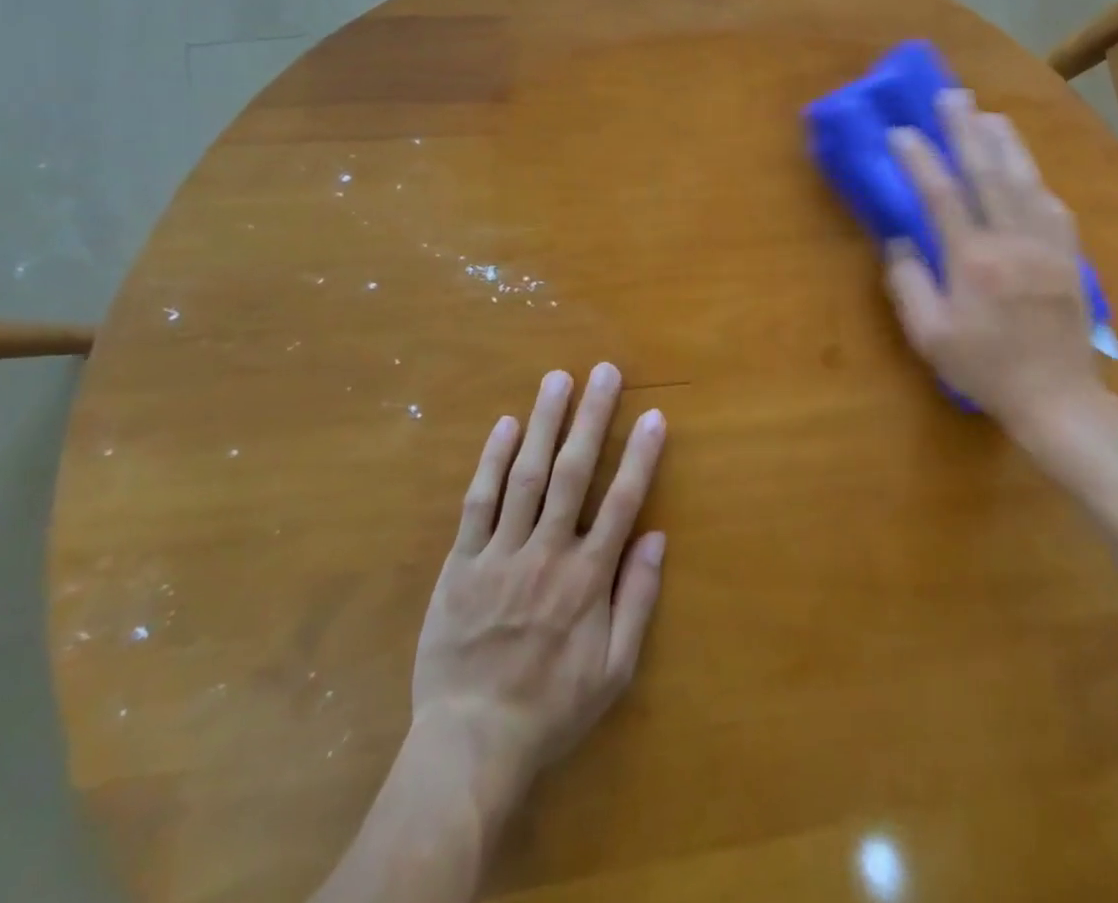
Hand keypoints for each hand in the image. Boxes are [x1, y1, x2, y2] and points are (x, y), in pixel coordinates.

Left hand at [409, 363, 667, 807]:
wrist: (470, 745)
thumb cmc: (551, 707)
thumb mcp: (614, 670)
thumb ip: (637, 599)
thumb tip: (656, 536)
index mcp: (587, 578)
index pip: (622, 502)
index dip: (640, 455)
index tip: (653, 416)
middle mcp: (547, 553)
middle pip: (574, 473)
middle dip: (592, 418)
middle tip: (604, 371)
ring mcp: (500, 555)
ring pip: (526, 475)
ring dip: (544, 423)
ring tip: (557, 379)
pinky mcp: (461, 564)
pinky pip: (478, 503)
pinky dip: (491, 461)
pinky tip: (506, 425)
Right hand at [884, 89, 1117, 451]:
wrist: (1057, 398)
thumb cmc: (984, 369)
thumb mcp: (929, 337)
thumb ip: (908, 285)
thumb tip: (900, 241)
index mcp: (973, 262)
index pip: (942, 195)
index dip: (920, 159)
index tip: (900, 131)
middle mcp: (1012, 241)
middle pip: (988, 172)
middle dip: (966, 130)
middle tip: (951, 95)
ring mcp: (1047, 245)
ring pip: (1025, 179)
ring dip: (1005, 142)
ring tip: (987, 113)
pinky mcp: (1069, 255)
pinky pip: (1052, 203)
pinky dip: (1034, 177)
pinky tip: (1025, 167)